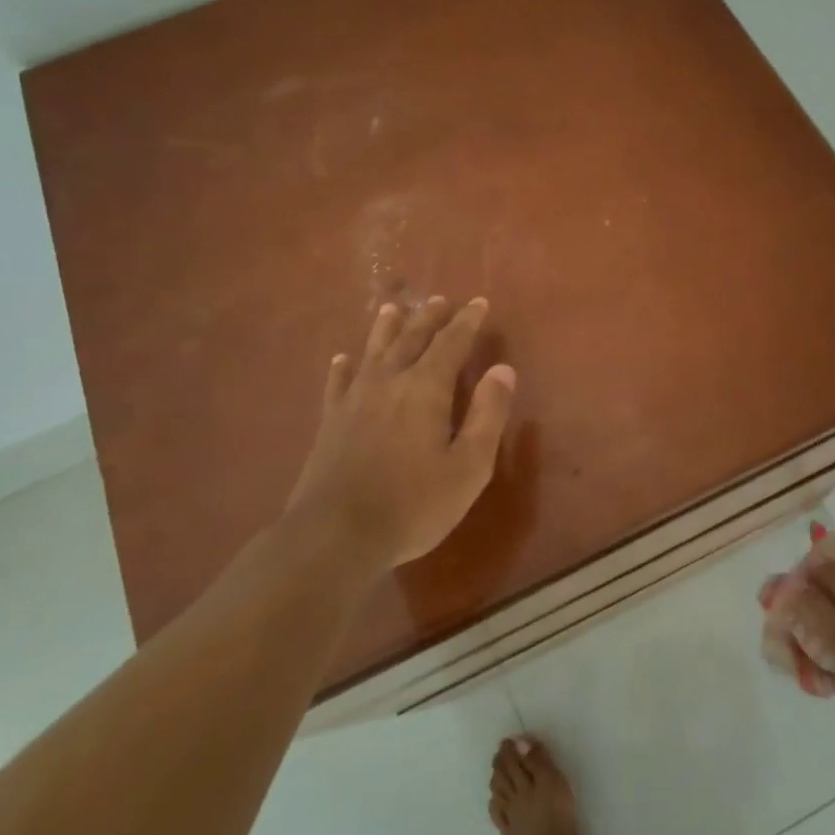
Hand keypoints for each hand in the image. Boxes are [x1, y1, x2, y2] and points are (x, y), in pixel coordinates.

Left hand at [282, 296, 515, 570]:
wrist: (336, 535)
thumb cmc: (414, 504)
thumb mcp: (469, 466)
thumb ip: (487, 414)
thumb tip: (503, 369)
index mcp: (425, 389)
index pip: (451, 343)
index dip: (467, 321)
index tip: (479, 302)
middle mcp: (389, 382)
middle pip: (411, 338)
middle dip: (429, 317)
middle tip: (440, 300)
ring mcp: (354, 400)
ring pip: (373, 351)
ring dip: (387, 328)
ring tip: (394, 308)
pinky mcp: (331, 421)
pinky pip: (338, 382)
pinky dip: (343, 366)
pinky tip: (343, 359)